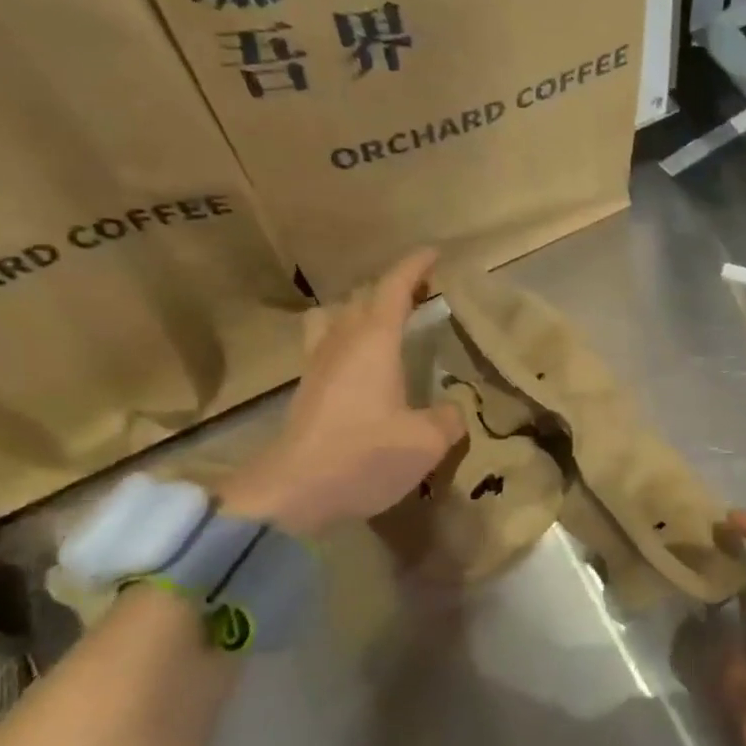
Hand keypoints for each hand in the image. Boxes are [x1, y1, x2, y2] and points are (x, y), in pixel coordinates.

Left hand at [221, 250, 464, 535]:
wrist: (293, 492)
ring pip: (334, 319)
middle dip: (392, 288)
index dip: (414, 268)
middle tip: (420, 294)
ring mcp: (317, 366)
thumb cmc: (364, 456)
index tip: (434, 254)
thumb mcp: (426, 441)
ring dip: (359, 311)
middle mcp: (341, 344)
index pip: (393, 289)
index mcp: (373, 343)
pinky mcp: (306, 391)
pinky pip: (326, 346)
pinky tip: (362, 366)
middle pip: (362, 299)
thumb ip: (448, 418)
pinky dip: (347, 340)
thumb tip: (452, 408)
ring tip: (382, 325)